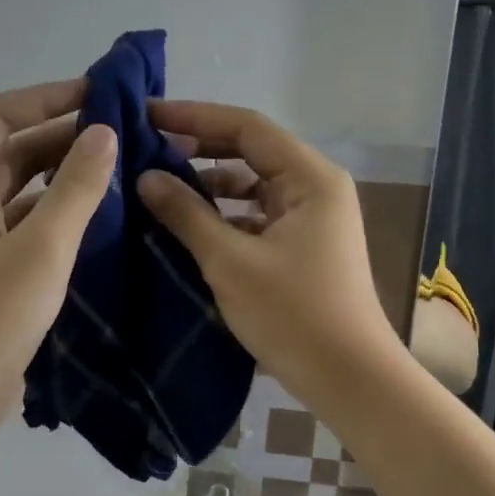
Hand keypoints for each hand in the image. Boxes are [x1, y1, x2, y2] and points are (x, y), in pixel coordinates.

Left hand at [0, 80, 115, 436]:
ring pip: (14, 191)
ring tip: (114, 169)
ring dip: (57, 175)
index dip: (44, 98)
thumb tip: (104, 132)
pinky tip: (93, 220)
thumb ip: (75, 190)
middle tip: (117, 132)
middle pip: (5, 152)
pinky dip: (53, 214)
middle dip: (57, 135)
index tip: (98, 95)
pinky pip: (19, 226)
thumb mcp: (40, 252)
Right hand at [136, 101, 400, 404]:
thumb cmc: (293, 315)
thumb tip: (145, 176)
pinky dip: (223, 215)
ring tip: (157, 186)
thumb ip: (186, 213)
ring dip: (208, 184)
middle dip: (199, 148)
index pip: (247, 126)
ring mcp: (310, 218)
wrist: (349, 380)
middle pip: (250, 151)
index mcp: (309, 178)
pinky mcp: (302, 245)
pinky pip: (256, 215)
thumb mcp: (230, 261)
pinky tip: (186, 225)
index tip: (147, 115)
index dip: (195, 116)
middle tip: (145, 148)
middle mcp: (314, 187)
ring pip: (251, 185)